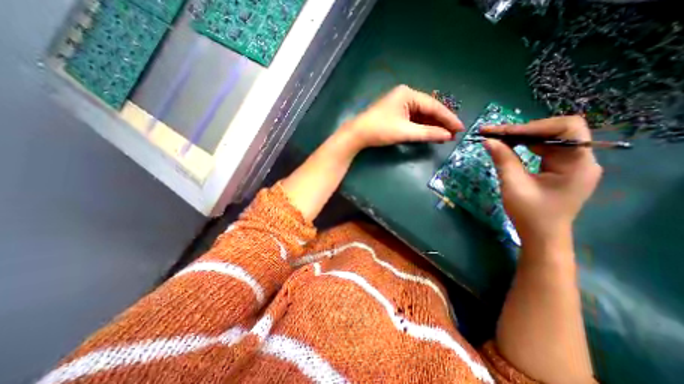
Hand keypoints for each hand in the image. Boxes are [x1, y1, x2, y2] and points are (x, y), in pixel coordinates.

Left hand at [338, 85, 464, 150]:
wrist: (358, 134)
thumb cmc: (380, 130)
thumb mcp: (405, 132)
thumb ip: (427, 133)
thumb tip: (447, 136)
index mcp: (408, 94)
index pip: (434, 106)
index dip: (448, 118)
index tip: (460, 128)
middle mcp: (406, 95)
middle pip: (428, 109)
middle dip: (441, 122)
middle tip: (454, 133)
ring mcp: (400, 103)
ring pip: (421, 114)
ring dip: (432, 125)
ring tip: (444, 135)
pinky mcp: (396, 112)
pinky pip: (413, 118)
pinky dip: (421, 126)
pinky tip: (429, 132)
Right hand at [483, 114, 598, 245]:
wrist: (541, 235)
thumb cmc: (530, 214)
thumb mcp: (513, 185)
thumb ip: (503, 160)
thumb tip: (489, 140)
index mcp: (578, 164)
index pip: (566, 128)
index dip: (534, 127)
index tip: (503, 132)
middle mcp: (581, 160)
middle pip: (556, 131)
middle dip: (523, 130)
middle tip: (493, 132)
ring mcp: (572, 164)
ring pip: (548, 139)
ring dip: (522, 137)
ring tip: (497, 138)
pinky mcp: (561, 169)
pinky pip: (545, 149)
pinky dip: (525, 146)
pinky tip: (509, 147)